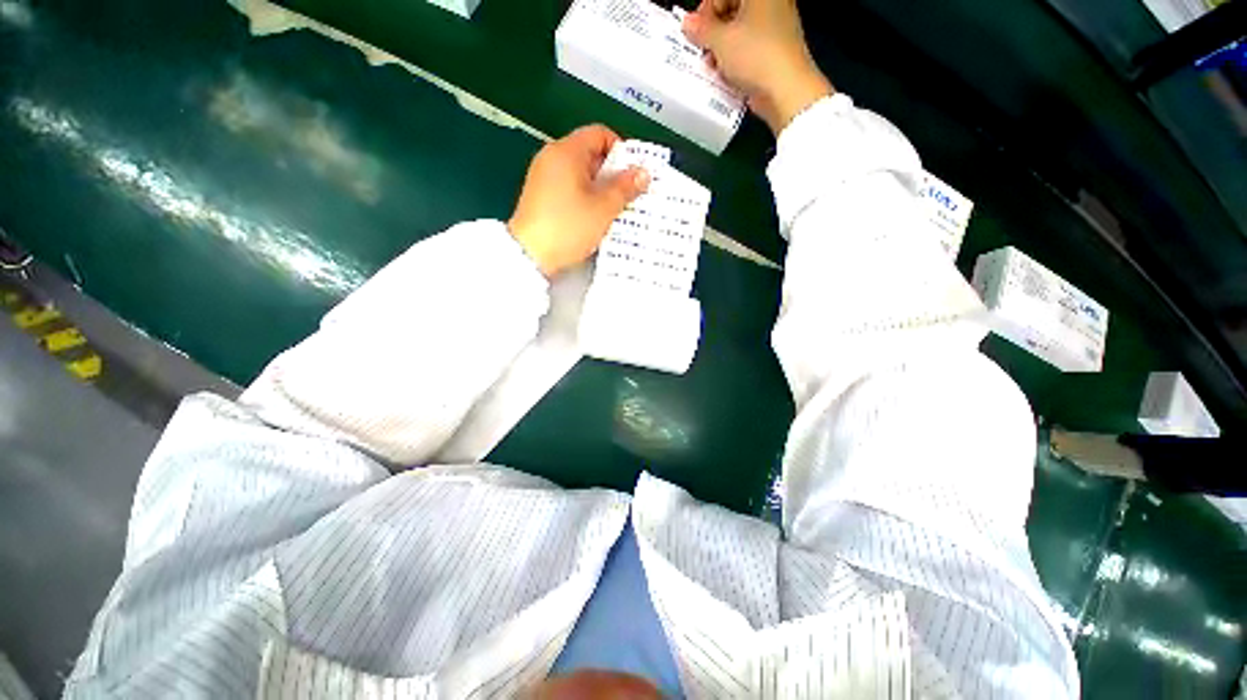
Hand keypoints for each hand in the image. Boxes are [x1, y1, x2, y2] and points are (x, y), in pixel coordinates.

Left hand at [509, 125, 649, 277]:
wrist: (529, 255)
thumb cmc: (568, 227)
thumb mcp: (603, 208)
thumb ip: (625, 188)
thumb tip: (643, 172)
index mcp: (567, 151)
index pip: (600, 134)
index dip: (621, 150)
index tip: (632, 174)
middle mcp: (551, 157)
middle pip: (590, 154)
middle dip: (612, 173)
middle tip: (628, 195)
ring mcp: (543, 177)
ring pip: (580, 174)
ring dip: (600, 188)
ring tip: (614, 210)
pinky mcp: (540, 196)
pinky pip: (568, 188)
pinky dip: (584, 197)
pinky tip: (593, 217)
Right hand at [683, 0, 833, 134]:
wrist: (786, 89)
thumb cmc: (757, 56)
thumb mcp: (721, 41)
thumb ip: (701, 30)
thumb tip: (688, 23)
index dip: (706, 11)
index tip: (696, 30)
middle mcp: (771, 4)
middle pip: (733, 11)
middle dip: (714, 31)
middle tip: (704, 48)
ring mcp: (776, 28)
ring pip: (741, 32)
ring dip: (722, 48)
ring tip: (714, 66)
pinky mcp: (775, 51)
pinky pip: (749, 49)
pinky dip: (736, 59)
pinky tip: (727, 74)